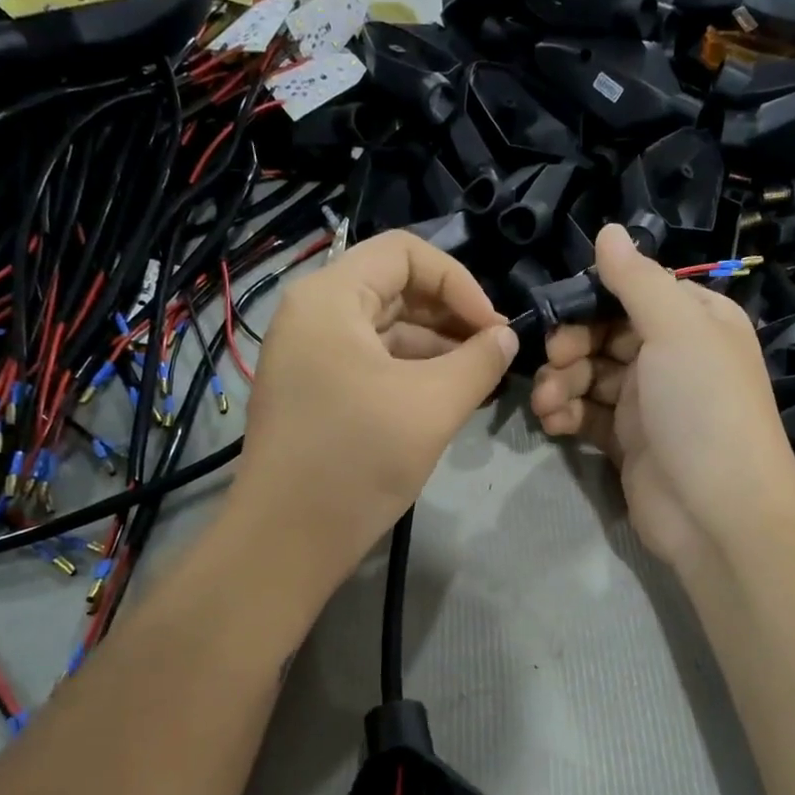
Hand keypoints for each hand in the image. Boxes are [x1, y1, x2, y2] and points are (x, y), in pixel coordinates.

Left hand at [228, 231, 517, 593]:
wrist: (287, 541)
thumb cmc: (358, 459)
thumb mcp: (432, 404)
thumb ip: (479, 361)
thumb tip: (507, 336)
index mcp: (330, 298)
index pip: (405, 253)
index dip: (459, 282)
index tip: (493, 328)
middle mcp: (313, 316)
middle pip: (395, 290)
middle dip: (452, 317)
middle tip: (495, 354)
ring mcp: (310, 357)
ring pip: (386, 331)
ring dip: (437, 350)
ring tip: (480, 381)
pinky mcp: (316, 394)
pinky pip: (372, 365)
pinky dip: (412, 375)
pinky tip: (447, 400)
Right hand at [530, 224, 794, 573]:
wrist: (718, 512)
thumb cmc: (703, 408)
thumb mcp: (677, 329)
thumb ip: (637, 279)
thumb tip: (608, 230)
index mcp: (695, 320)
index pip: (633, 292)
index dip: (592, 299)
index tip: (561, 314)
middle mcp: (672, 356)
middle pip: (604, 334)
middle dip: (571, 345)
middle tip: (554, 361)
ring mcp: (649, 402)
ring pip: (590, 375)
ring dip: (562, 383)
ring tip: (549, 404)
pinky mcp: (627, 442)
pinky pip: (587, 415)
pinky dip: (567, 415)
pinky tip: (553, 424)